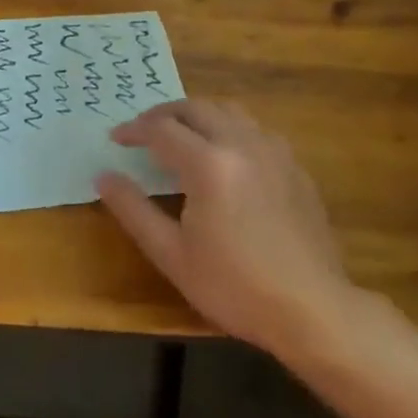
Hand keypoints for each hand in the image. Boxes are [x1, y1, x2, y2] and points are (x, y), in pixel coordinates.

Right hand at [95, 99, 355, 358]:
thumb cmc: (233, 286)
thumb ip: (133, 209)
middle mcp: (242, 144)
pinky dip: (229, 129)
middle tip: (143, 131)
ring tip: (181, 135)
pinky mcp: (295, 168)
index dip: (133, 130)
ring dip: (198, 115)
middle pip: (196, 108)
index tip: (116, 138)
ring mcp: (274, 153)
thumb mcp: (171, 253)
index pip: (161, 129)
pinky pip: (256, 130)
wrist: (313, 310)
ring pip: (230, 111)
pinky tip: (224, 156)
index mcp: (208, 163)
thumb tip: (104, 176)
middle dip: (163, 114)